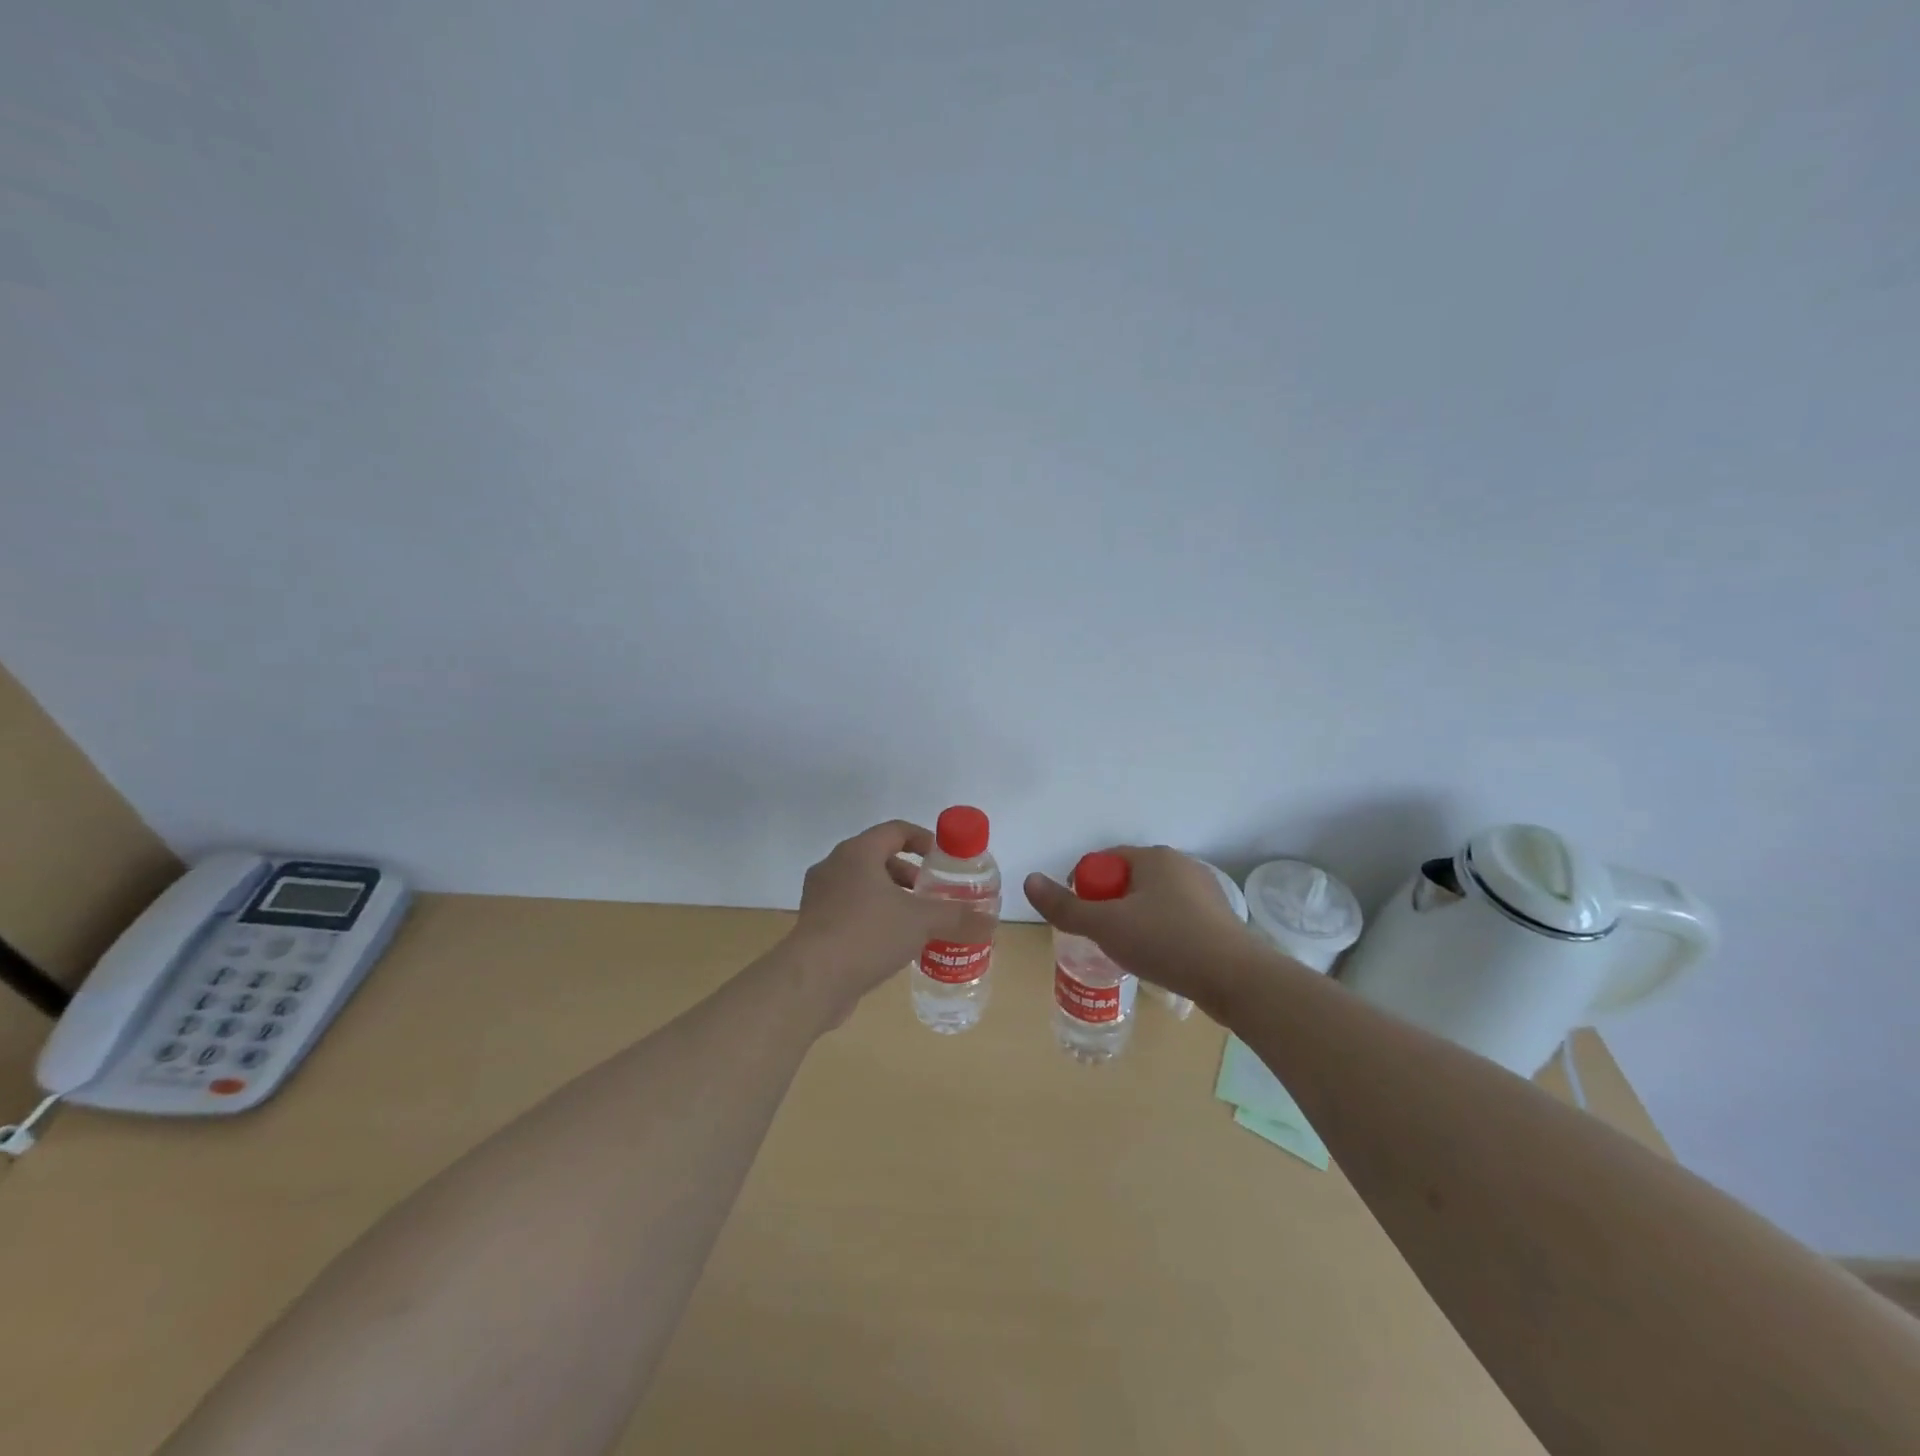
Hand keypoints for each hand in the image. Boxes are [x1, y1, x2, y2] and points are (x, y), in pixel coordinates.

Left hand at [786, 820, 992, 1015]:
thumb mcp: (921, 921)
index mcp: (857, 852)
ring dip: (892, 898)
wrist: (812, 981)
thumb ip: (957, 916)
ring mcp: (820, 897)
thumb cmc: (868, 934)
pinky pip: (850, 911)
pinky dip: (874, 918)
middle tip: (933, 894)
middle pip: (879, 858)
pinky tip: (894, 944)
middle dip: (909, 874)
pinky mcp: (814, 926)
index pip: (895, 830)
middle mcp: (834, 867)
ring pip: (863, 887)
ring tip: (918, 922)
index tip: (943, 859)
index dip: (923, 839)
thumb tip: (991, 919)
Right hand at [1024, 846, 1256, 1009]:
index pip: (1104, 862)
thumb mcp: (1106, 926)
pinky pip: (1176, 919)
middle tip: (1103, 939)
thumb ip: (1065, 906)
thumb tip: (1029, 880)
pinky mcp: (1218, 919)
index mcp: (1153, 857)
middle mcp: (1180, 865)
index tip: (1083, 921)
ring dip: (1135, 922)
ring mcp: (1203, 892)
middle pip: (1127, 881)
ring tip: (1131, 953)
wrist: (1236, 979)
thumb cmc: (1166, 943)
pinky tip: (1161, 959)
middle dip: (1110, 907)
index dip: (1086, 889)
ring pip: (1152, 902)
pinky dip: (1161, 934)